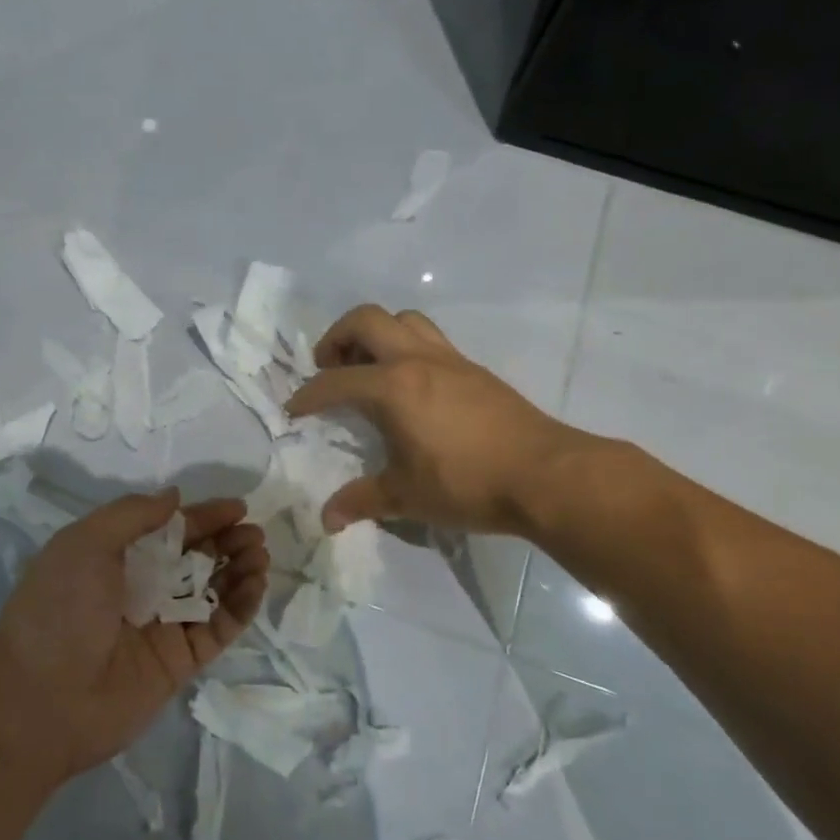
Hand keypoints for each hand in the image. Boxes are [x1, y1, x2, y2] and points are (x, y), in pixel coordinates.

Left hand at [0, 490, 268, 779]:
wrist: (42, 697)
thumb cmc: (60, 608)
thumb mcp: (84, 543)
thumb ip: (132, 514)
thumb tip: (174, 497)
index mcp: (116, 558)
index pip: (170, 530)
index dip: (204, 517)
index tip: (238, 508)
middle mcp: (142, 589)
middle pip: (196, 558)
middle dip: (227, 542)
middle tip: (254, 534)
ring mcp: (163, 626)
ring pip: (213, 591)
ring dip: (239, 570)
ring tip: (259, 555)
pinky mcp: (181, 661)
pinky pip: (218, 628)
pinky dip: (240, 607)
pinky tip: (256, 584)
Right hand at [286, 304, 593, 536]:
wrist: (546, 475)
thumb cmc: (467, 483)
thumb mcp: (406, 496)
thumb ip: (362, 501)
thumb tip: (327, 520)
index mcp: (392, 387)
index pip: (335, 381)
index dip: (307, 395)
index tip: (294, 410)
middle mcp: (417, 360)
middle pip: (366, 320)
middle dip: (337, 338)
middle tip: (329, 368)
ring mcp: (450, 360)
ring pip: (404, 319)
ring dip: (376, 334)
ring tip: (368, 368)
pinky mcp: (474, 369)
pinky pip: (430, 338)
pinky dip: (407, 347)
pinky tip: (409, 385)